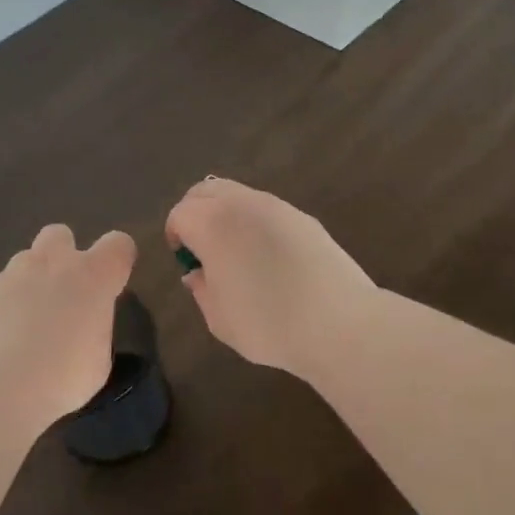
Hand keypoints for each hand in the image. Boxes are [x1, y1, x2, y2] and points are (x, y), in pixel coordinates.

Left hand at [0, 224, 136, 421]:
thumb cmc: (62, 377)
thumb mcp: (98, 362)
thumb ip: (94, 331)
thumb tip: (82, 329)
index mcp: (93, 276)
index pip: (118, 244)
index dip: (119, 259)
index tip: (114, 283)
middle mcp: (52, 264)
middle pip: (60, 234)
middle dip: (64, 254)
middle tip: (64, 292)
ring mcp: (12, 275)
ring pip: (25, 260)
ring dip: (32, 281)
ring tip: (29, 322)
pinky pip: (0, 289)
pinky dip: (4, 306)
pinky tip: (2, 338)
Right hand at [165, 178, 376, 379]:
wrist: (339, 322)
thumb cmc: (268, 324)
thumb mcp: (219, 318)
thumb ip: (201, 289)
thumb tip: (197, 273)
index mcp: (213, 224)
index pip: (180, 214)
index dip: (175, 235)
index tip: (183, 260)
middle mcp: (243, 204)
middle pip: (206, 190)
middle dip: (195, 212)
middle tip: (200, 246)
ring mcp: (277, 206)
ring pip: (238, 194)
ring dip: (226, 213)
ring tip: (234, 251)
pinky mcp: (304, 217)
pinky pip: (267, 208)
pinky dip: (254, 221)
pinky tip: (268, 256)